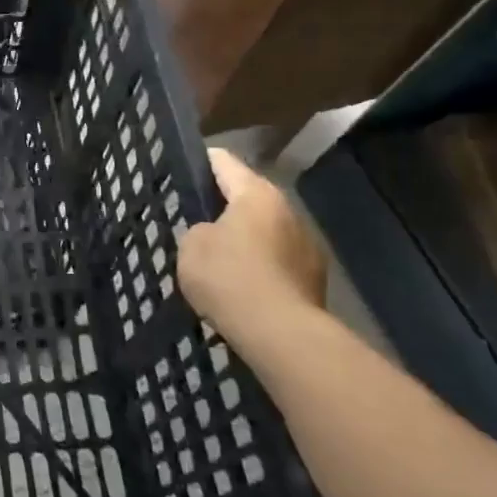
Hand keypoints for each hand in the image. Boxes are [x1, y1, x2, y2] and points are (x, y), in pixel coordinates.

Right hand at [178, 149, 327, 346]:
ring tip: (218, 257)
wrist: (281, 335)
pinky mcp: (314, 281)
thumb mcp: (192, 245)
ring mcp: (307, 247)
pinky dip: (260, 268)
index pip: (224, 162)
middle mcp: (288, 211)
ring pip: (266, 232)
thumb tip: (213, 234)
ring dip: (245, 239)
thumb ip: (198, 230)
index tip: (183, 165)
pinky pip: (277, 263)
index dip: (201, 161)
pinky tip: (240, 286)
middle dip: (224, 206)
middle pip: (249, 198)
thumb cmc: (230, 277)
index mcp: (256, 194)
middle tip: (195, 218)